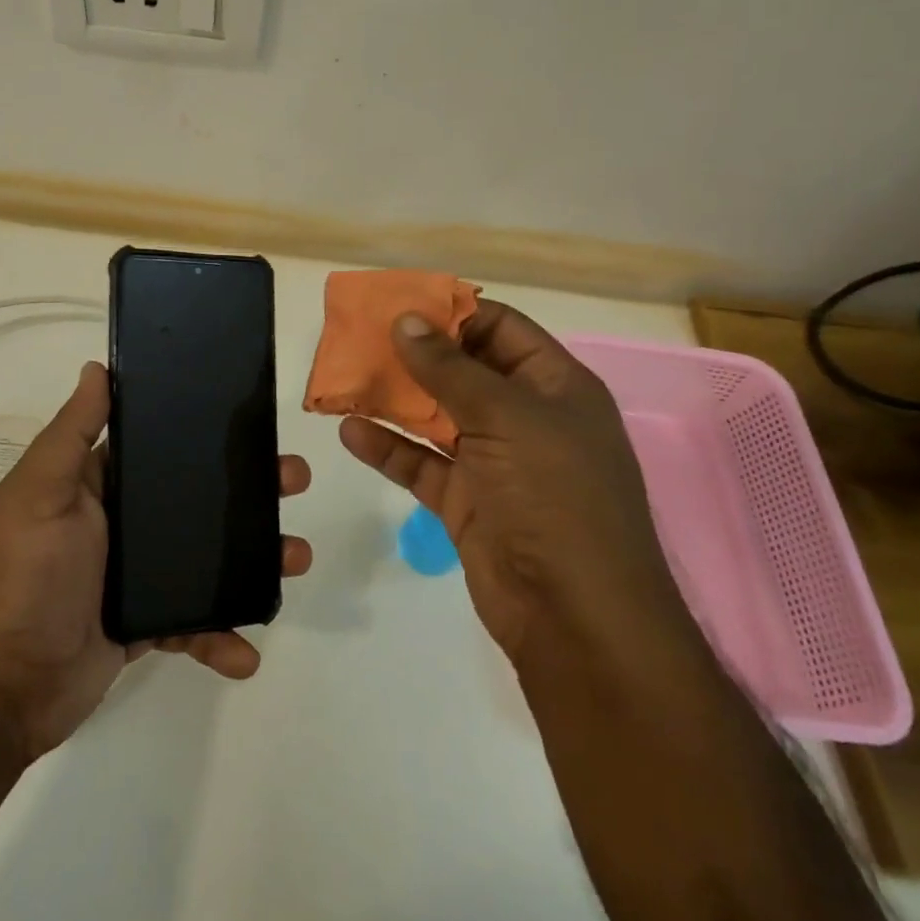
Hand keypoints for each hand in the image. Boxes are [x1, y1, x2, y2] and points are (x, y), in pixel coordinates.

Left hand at [0, 361, 312, 759]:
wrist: (7, 685)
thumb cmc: (25, 576)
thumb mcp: (41, 493)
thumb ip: (73, 433)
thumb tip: (98, 368)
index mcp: (103, 486)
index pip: (162, 449)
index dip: (206, 435)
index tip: (253, 424)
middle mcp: (126, 525)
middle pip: (199, 500)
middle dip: (250, 491)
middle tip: (294, 481)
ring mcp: (140, 577)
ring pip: (211, 559)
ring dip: (256, 559)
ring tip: (295, 558)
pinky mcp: (150, 625)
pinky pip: (197, 624)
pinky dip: (222, 637)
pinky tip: (246, 653)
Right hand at [339, 304, 685, 665]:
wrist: (575, 617)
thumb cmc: (555, 497)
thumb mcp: (507, 418)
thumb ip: (450, 369)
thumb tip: (406, 321)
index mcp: (554, 386)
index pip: (500, 328)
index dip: (452, 311)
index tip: (398, 303)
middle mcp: (525, 417)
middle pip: (462, 369)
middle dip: (413, 353)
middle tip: (357, 337)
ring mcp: (494, 461)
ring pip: (436, 416)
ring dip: (393, 398)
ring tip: (344, 376)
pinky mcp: (465, 500)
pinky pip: (420, 463)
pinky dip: (387, 447)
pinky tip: (350, 431)